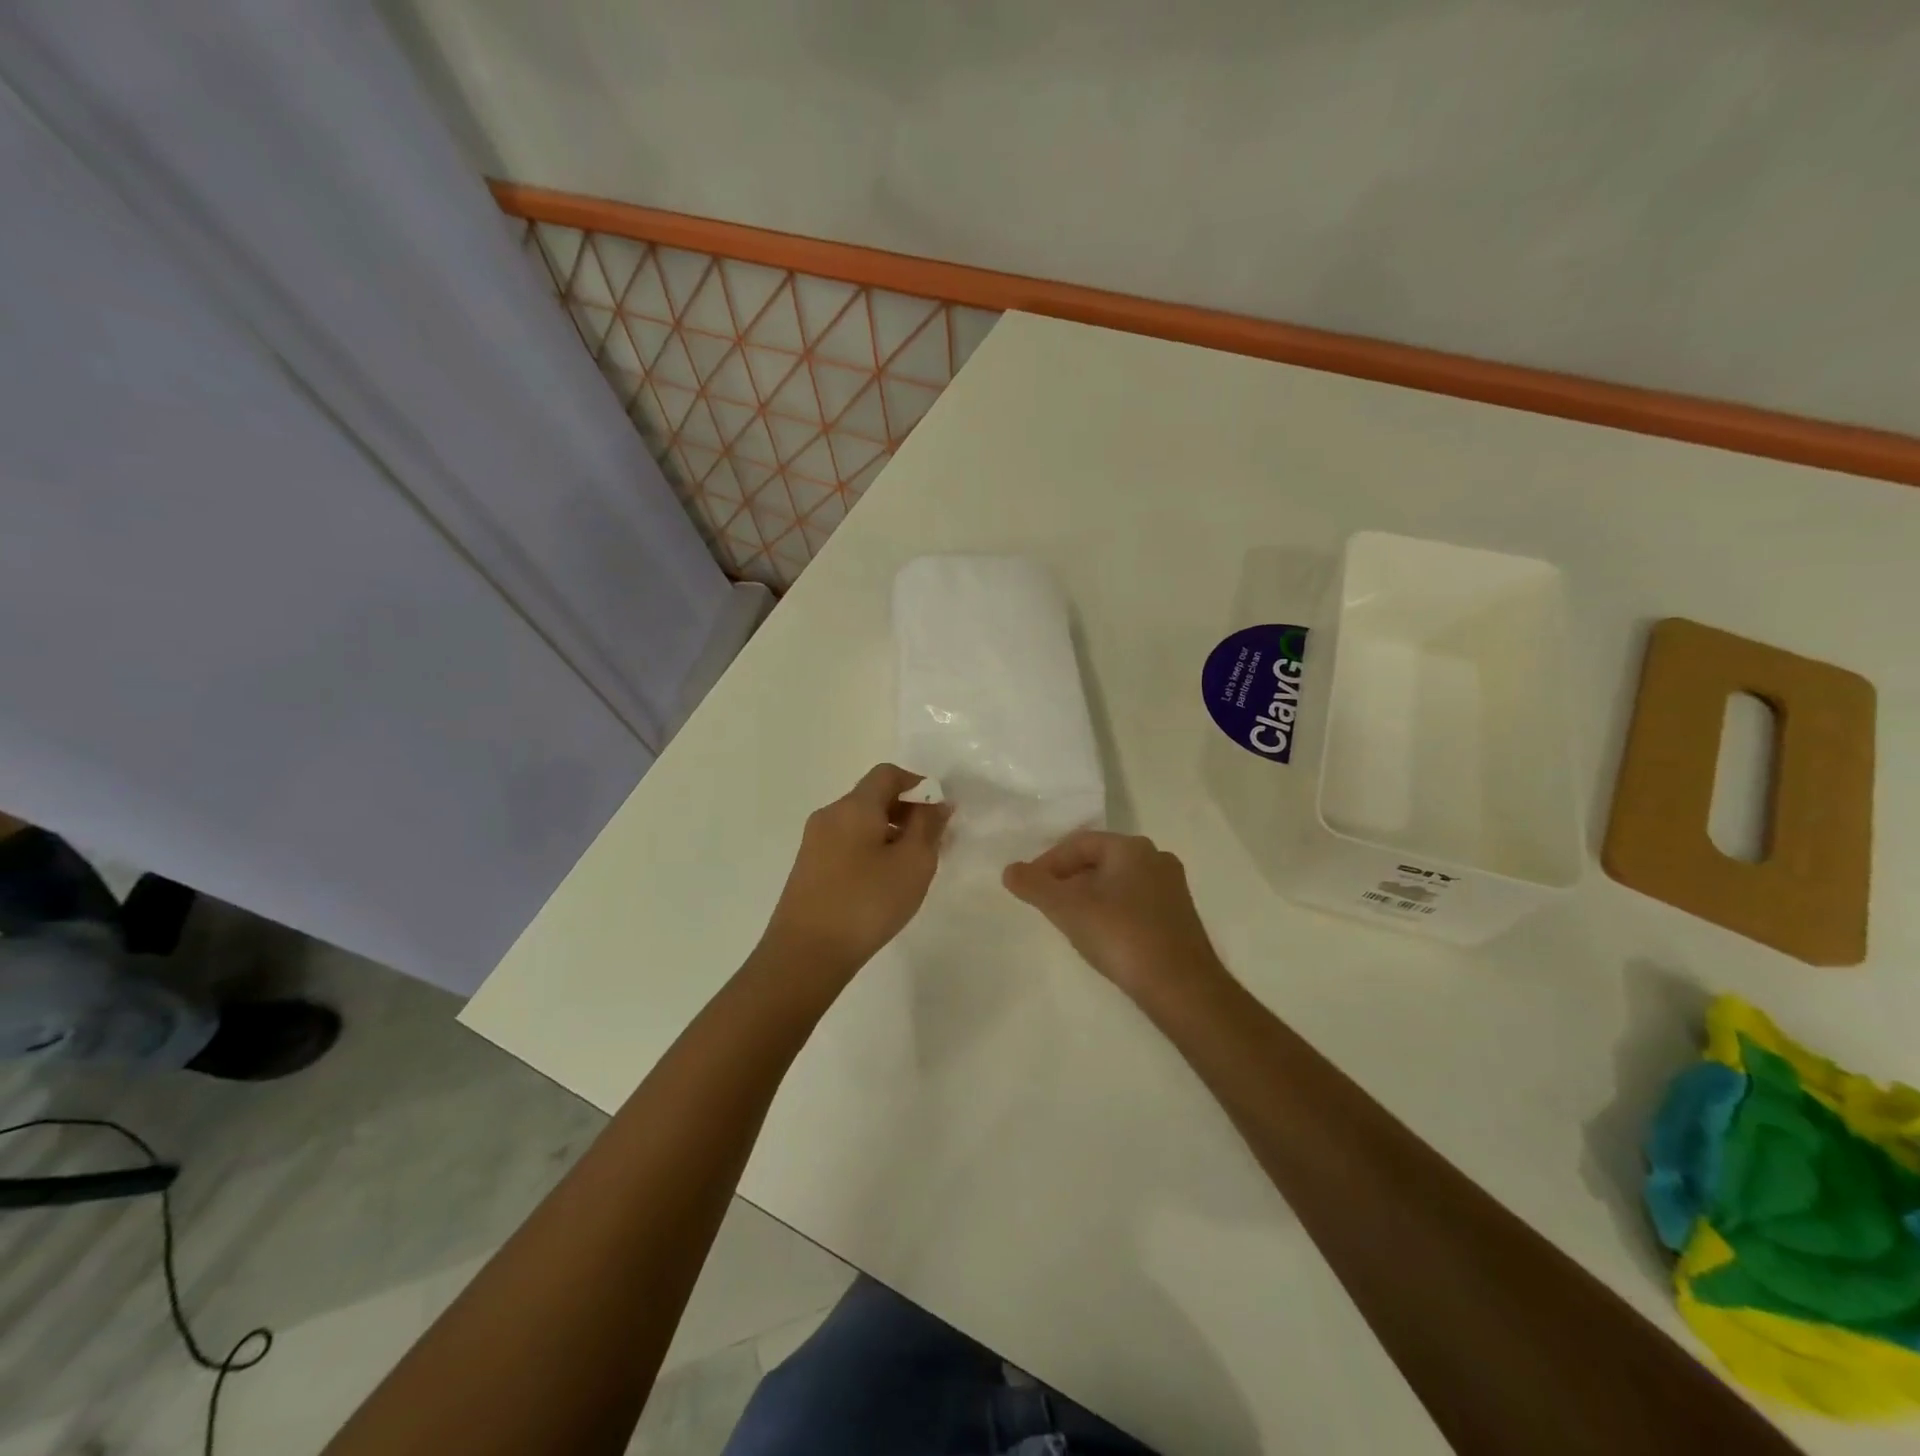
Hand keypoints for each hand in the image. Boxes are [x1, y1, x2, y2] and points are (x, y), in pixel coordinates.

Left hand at [759, 764, 950, 978]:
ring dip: (890, 833)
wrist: (805, 954)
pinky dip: (871, 850)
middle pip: (873, 797)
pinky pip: (847, 844)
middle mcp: (830, 815)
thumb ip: (929, 826)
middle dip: (906, 811)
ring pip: (860, 823)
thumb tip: (936, 802)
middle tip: (932, 843)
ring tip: (911, 867)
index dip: (918, 785)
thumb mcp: (913, 863)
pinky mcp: (808, 868)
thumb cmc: (866, 903)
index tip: (939, 813)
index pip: (888, 773)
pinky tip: (883, 883)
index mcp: (854, 806)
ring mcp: (814, 842)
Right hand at [1003, 830, 1224, 1002]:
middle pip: (1099, 860)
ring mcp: (1171, 888)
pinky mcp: (1179, 916)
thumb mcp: (1068, 909)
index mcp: (1131, 847)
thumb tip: (1009, 870)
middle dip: (1068, 879)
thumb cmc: (1121, 936)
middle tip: (1046, 904)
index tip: (1030, 888)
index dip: (1048, 862)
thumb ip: (1035, 886)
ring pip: (1117, 882)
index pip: (1079, 843)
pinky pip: (1135, 902)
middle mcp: (1156, 858)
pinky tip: (1101, 936)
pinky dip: (1111, 911)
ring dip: (1089, 896)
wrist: (1182, 987)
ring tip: (1069, 922)